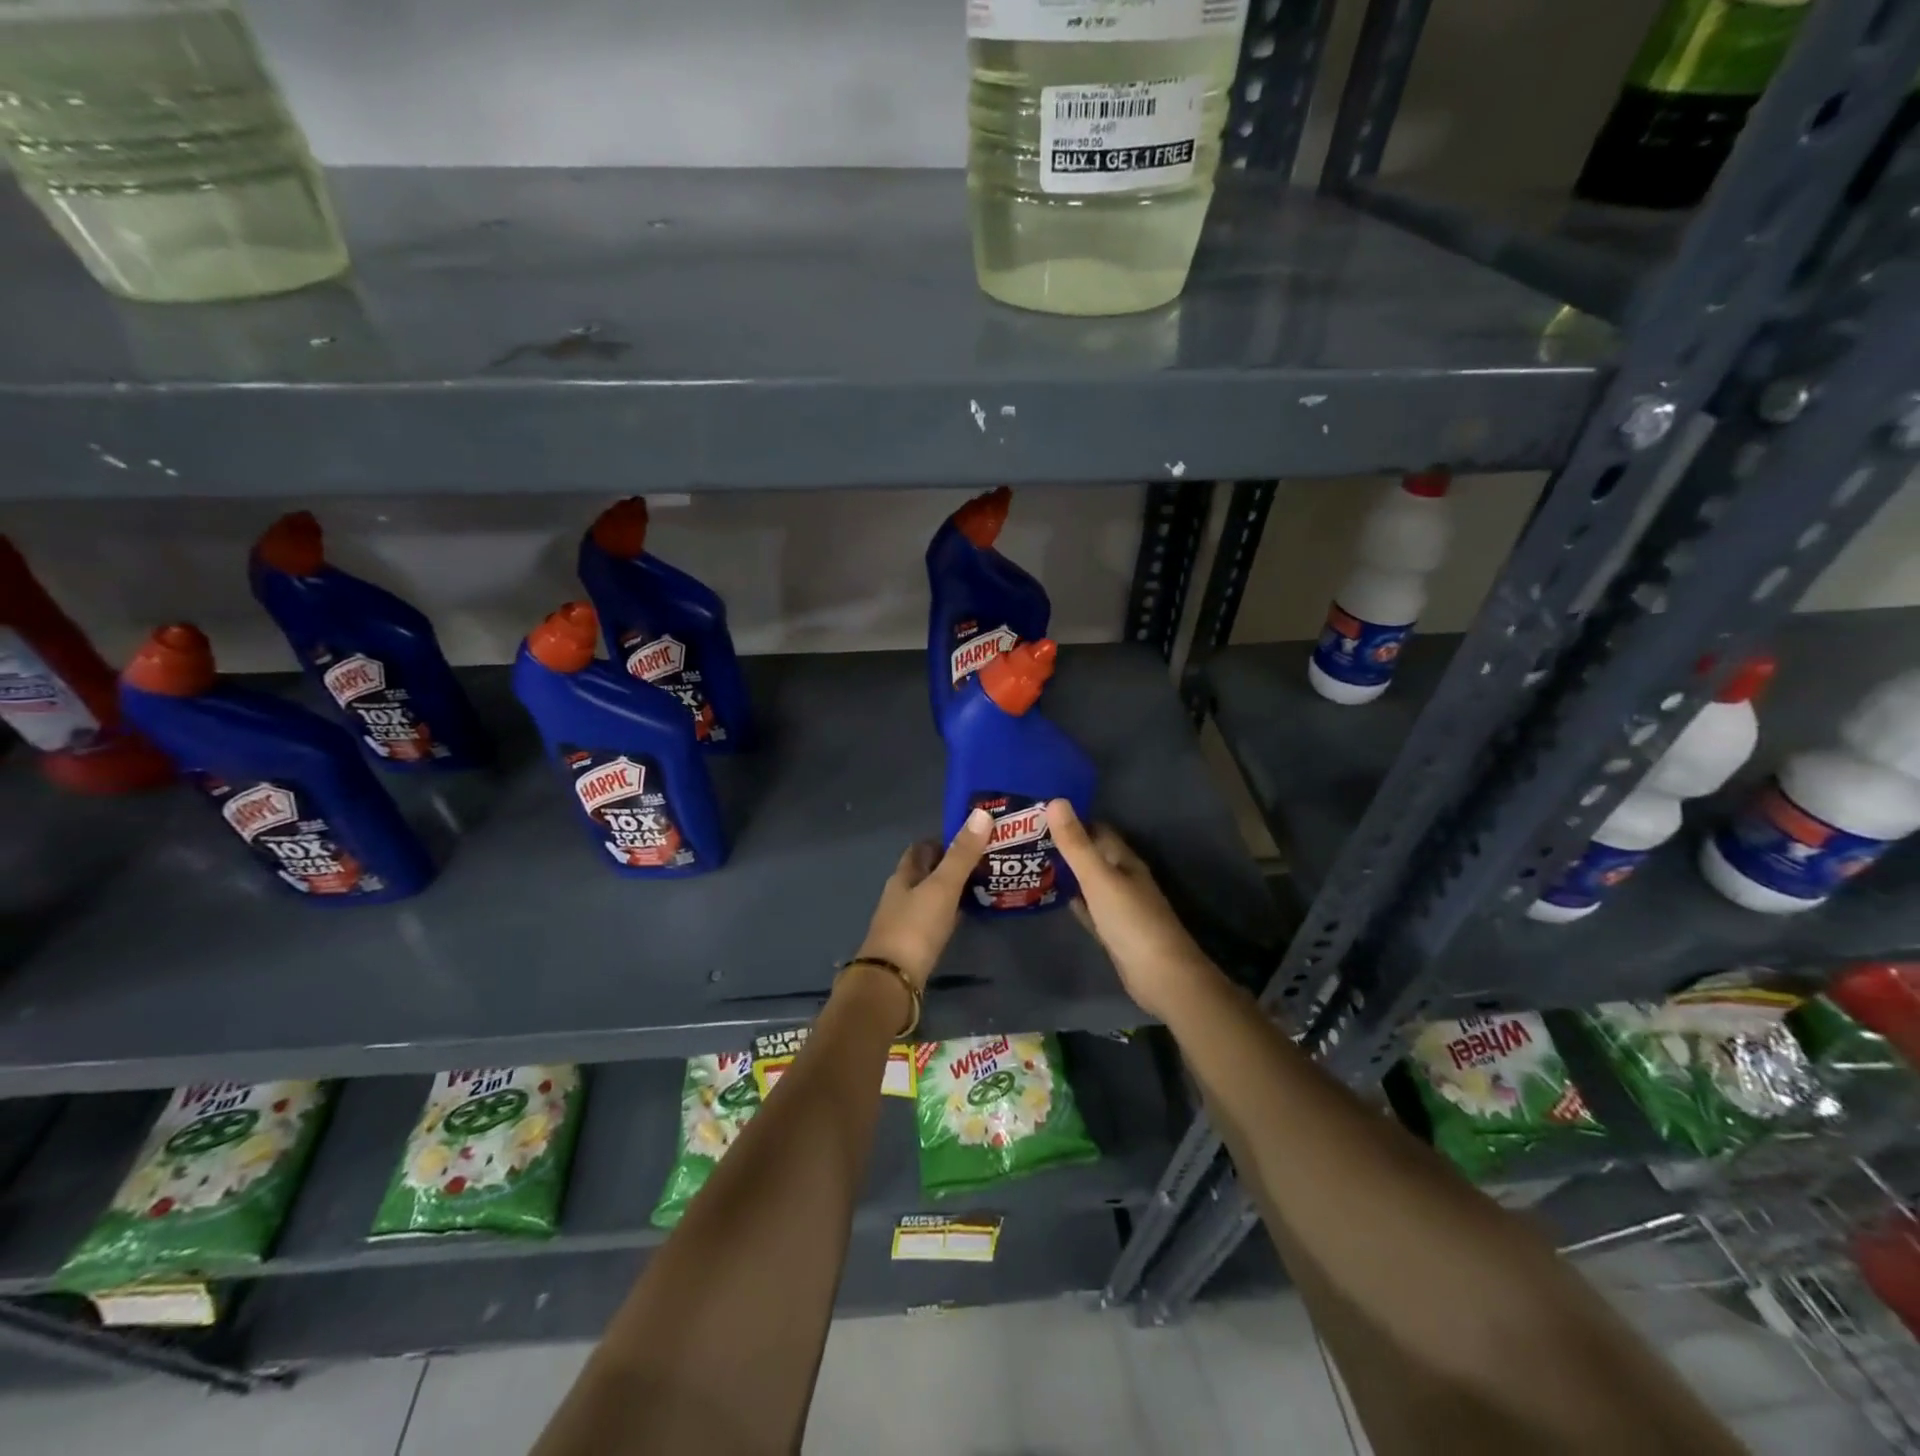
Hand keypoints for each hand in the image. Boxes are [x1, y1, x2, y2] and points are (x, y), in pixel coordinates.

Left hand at [854, 808, 993, 989]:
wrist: (892, 982)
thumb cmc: (916, 928)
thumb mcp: (942, 887)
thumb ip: (962, 854)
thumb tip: (982, 813)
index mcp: (903, 876)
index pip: (921, 849)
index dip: (942, 840)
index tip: (970, 836)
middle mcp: (900, 894)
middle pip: (925, 872)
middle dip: (949, 864)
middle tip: (983, 860)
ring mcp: (904, 921)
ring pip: (929, 896)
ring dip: (950, 889)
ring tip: (982, 885)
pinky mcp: (912, 945)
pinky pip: (933, 920)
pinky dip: (949, 913)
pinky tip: (965, 916)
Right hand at [1047, 799, 1215, 1019]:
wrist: (1160, 976)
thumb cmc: (1130, 920)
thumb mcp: (1098, 878)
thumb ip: (1076, 843)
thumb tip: (1055, 800)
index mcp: (1124, 861)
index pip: (1097, 830)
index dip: (1072, 820)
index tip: (1039, 813)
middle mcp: (1123, 878)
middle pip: (1092, 855)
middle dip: (1065, 846)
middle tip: (1027, 838)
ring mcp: (1119, 906)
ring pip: (1088, 882)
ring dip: (1066, 873)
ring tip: (1030, 863)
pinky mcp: (1112, 930)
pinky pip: (1088, 907)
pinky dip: (1072, 900)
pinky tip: (1052, 898)